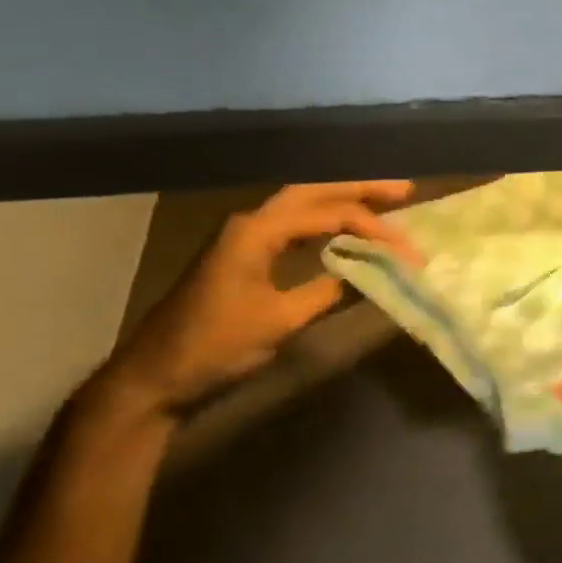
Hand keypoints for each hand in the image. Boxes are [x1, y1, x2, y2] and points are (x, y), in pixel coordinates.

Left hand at [102, 181, 417, 415]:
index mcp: (257, 231)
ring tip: (384, 202)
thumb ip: (327, 291)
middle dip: (360, 188)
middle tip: (405, 190)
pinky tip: (345, 231)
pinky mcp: (244, 253)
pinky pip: (293, 224)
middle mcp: (251, 222)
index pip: (328, 214)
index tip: (407, 250)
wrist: (154, 374)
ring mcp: (244, 236)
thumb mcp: (280, 321)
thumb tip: (368, 274)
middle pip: (314, 191)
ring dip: (343, 201)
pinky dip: (325, 222)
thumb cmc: (215, 345)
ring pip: (303, 204)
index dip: (373, 228)